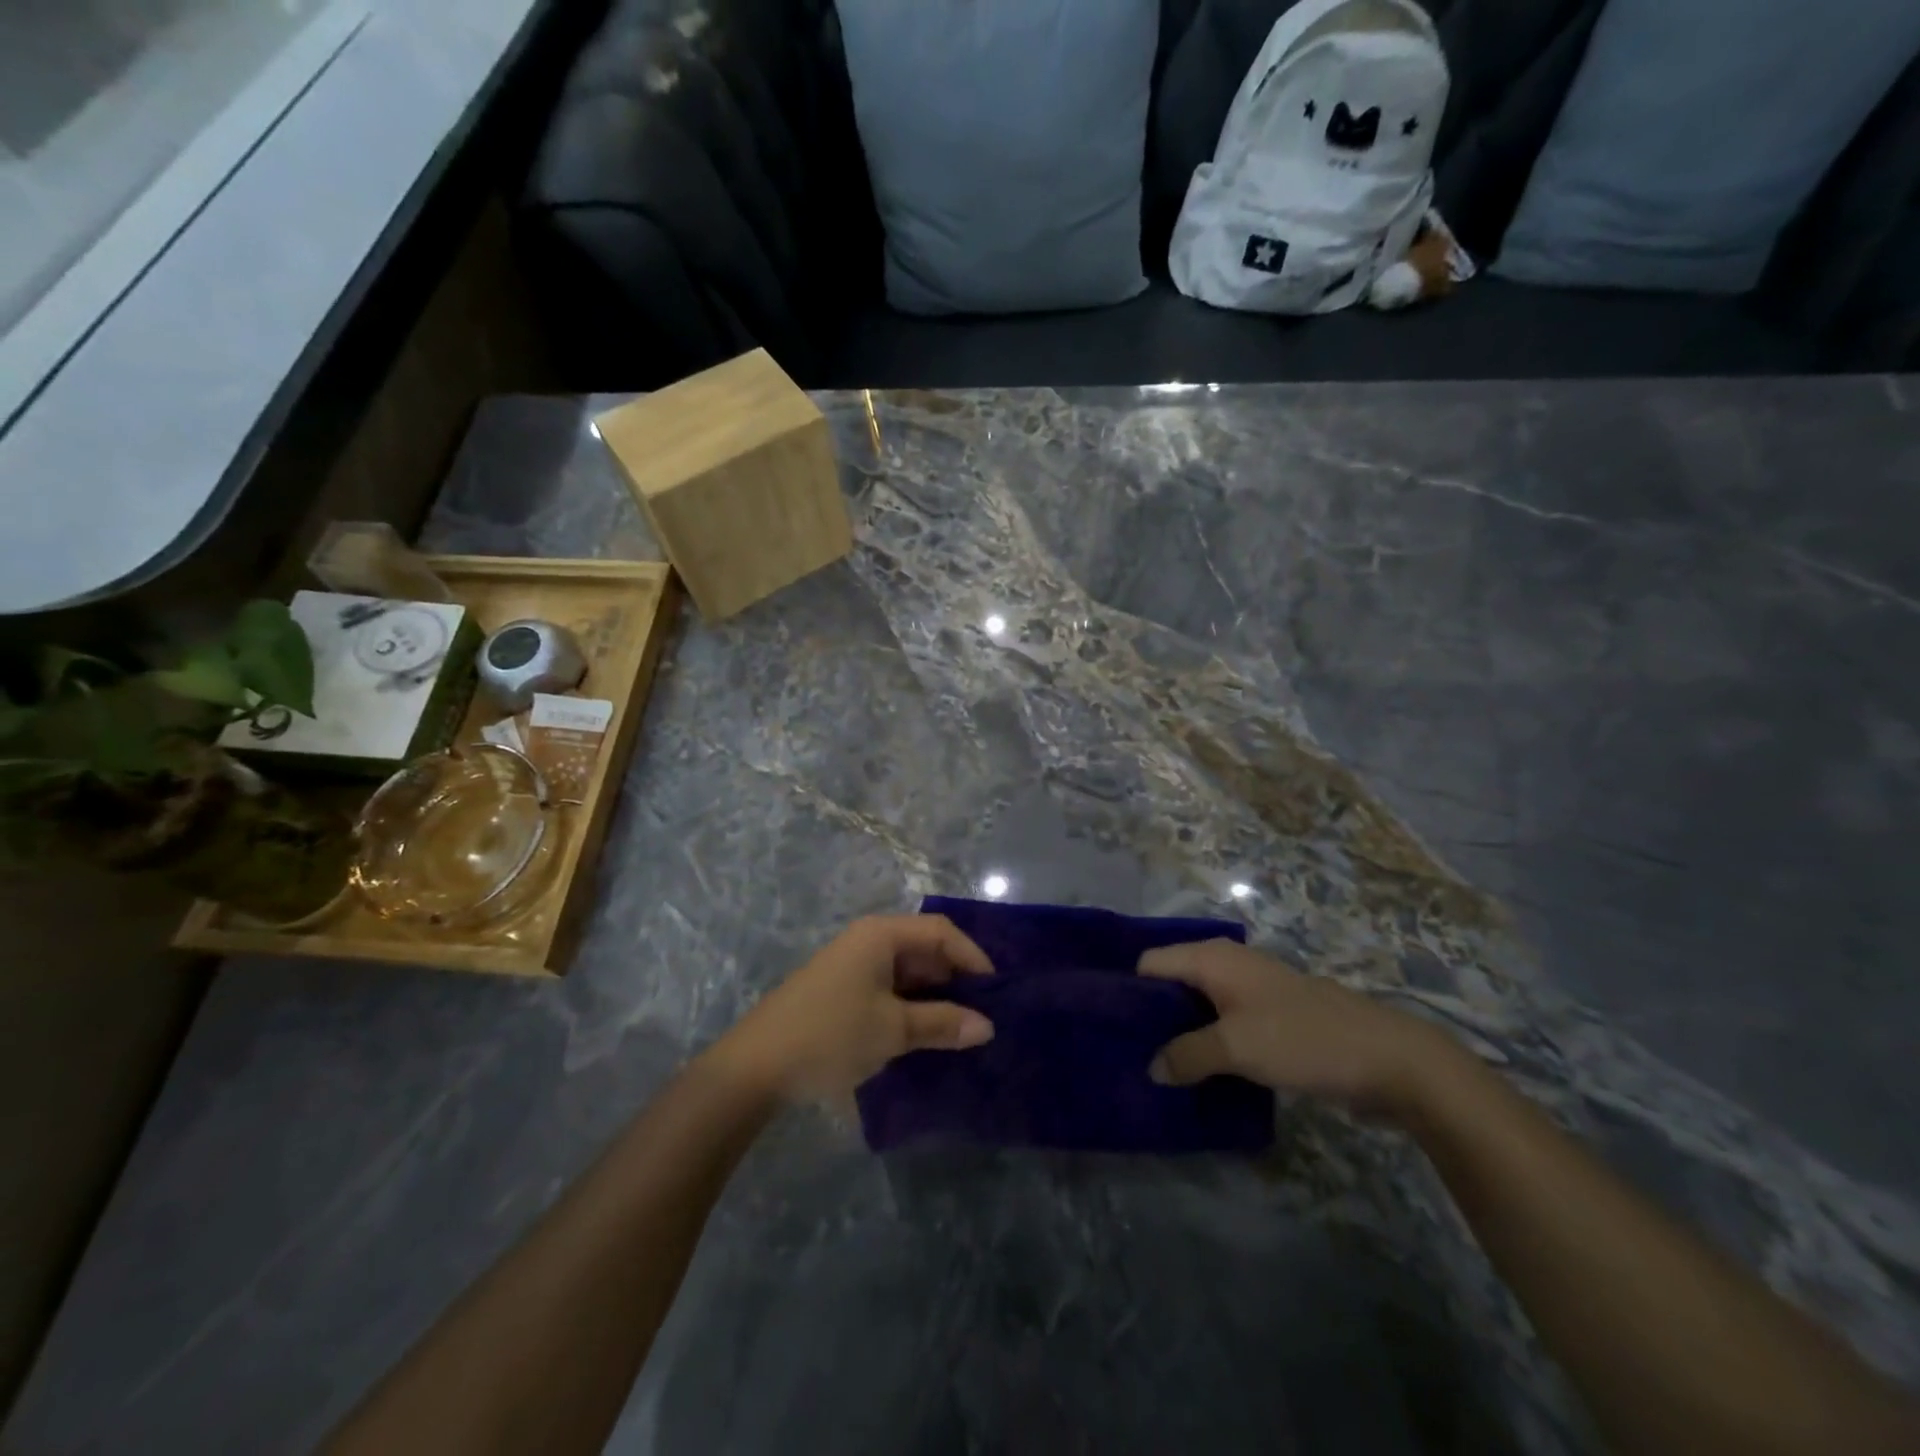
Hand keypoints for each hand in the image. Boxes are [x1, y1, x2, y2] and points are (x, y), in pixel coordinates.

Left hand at [709, 915, 994, 1102]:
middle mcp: (868, 941)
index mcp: (881, 935)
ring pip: (907, 973)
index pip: (941, 932)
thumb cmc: (830, 1035)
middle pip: (925, 949)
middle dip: (956, 979)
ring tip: (962, 1029)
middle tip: (986, 1015)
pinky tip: (925, 1036)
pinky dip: (911, 1008)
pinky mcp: (842, 992)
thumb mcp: (892, 1030)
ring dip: (934, 998)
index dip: (972, 957)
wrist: (754, 1068)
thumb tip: (987, 1026)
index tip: (998, 992)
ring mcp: (852, 967)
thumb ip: (942, 1024)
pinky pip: (889, 990)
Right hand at [1140, 939, 1453, 1118]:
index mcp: (1211, 958)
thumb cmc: (1303, 1039)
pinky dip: (1206, 1045)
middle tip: (1125, 1055)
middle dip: (1150, 1017)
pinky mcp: (1269, 1019)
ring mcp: (1249, 992)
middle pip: (1170, 985)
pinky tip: (1196, 1075)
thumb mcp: (1236, 1047)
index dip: (1125, 991)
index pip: (1148, 964)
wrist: (1389, 1059)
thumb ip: (1186, 1055)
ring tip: (1154, 1070)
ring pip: (1196, 1008)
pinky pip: (1222, 1026)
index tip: (1106, 1027)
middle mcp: (1226, 966)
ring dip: (1179, 1036)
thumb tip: (1151, 1068)